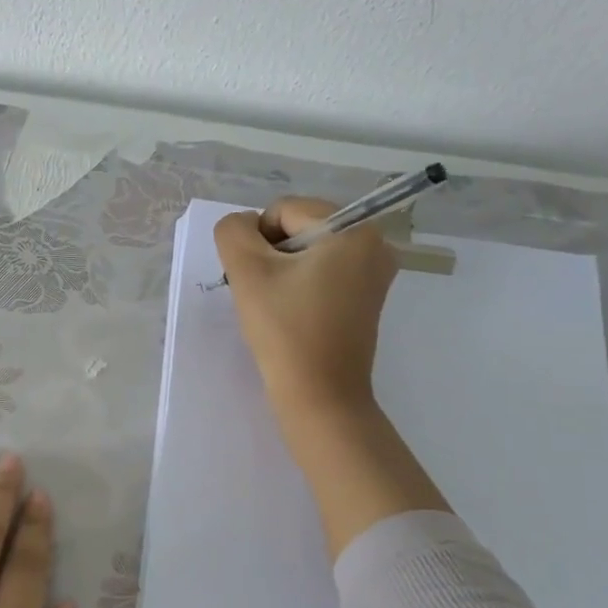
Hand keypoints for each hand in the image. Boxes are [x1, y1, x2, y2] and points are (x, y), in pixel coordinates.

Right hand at [213, 197, 399, 427]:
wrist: (319, 396)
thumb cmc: (286, 330)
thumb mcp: (247, 272)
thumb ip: (233, 232)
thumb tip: (242, 226)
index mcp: (354, 229)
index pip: (284, 210)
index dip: (257, 240)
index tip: (256, 279)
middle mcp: (374, 244)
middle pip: (298, 228)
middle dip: (271, 255)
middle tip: (263, 295)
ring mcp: (374, 273)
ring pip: (307, 252)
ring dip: (281, 271)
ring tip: (276, 306)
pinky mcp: (366, 298)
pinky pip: (322, 273)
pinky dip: (299, 286)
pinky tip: (291, 314)